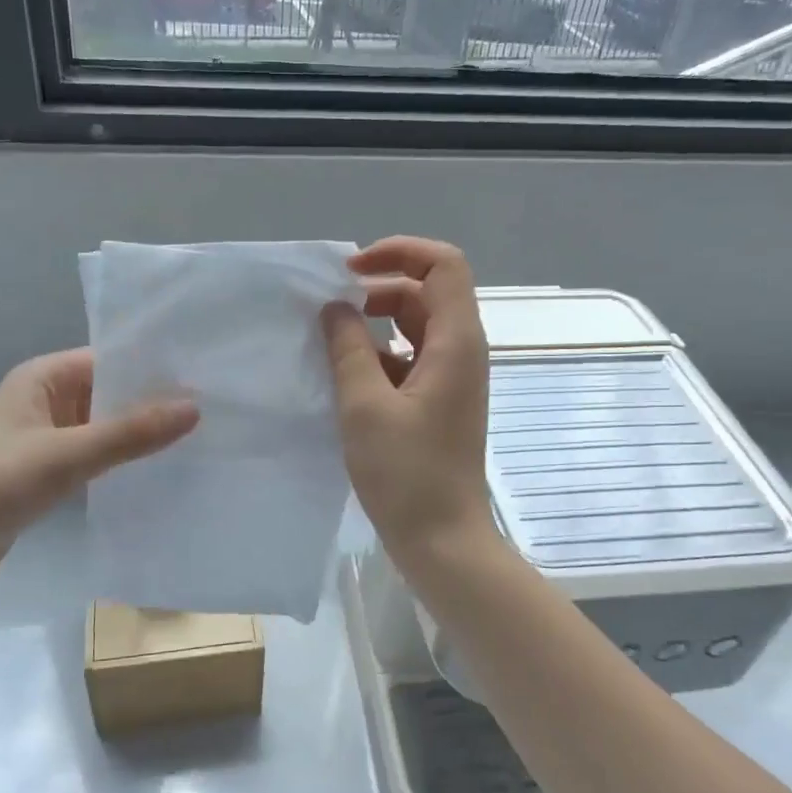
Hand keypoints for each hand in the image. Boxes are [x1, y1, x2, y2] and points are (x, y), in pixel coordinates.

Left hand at [0, 349, 197, 607]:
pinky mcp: (45, 475)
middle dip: (154, 402)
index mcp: (41, 378)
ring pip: (104, 428)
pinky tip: (160, 472)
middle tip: (215, 411)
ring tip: (199, 440)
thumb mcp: (64, 455)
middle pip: (110, 393)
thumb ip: (129, 433)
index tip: (205, 376)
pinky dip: (122, 462)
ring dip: (140, 435)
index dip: (153, 367)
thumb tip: (194, 408)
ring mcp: (44, 440)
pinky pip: (94, 458)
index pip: (109, 359)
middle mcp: (44, 401)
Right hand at [321, 237, 493, 568]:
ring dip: (374, 326)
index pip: (443, 264)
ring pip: (415, 329)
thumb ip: (348, 349)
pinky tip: (345, 380)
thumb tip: (335, 308)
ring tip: (329, 344)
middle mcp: (462, 352)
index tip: (350, 272)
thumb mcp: (364, 406)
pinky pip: (410, 361)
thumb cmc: (407, 474)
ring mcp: (453, 380)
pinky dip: (379, 358)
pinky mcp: (439, 404)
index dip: (399, 252)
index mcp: (456, 342)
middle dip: (378, 291)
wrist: (443, 540)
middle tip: (329, 310)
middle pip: (425, 293)